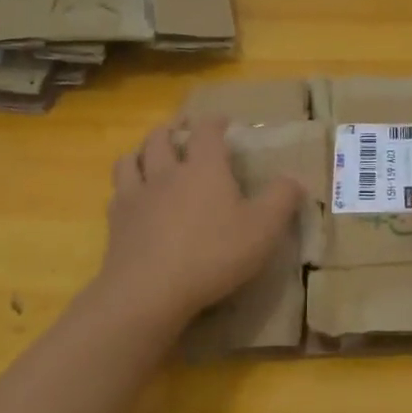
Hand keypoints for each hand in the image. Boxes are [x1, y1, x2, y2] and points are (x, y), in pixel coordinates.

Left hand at [93, 117, 303, 333]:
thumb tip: (295, 179)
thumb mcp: (263, 229)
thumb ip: (282, 200)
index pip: (207, 131)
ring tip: (150, 155)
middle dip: (173, 129)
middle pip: (161, 137)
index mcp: (204, 168)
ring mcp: (137, 195)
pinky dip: (126, 185)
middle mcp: (167, 172)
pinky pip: (117, 191)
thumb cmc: (214, 254)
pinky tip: (132, 195)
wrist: (150, 291)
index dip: (215, 122)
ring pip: (131, 159)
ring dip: (142, 151)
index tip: (223, 122)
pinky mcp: (116, 221)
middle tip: (182, 130)